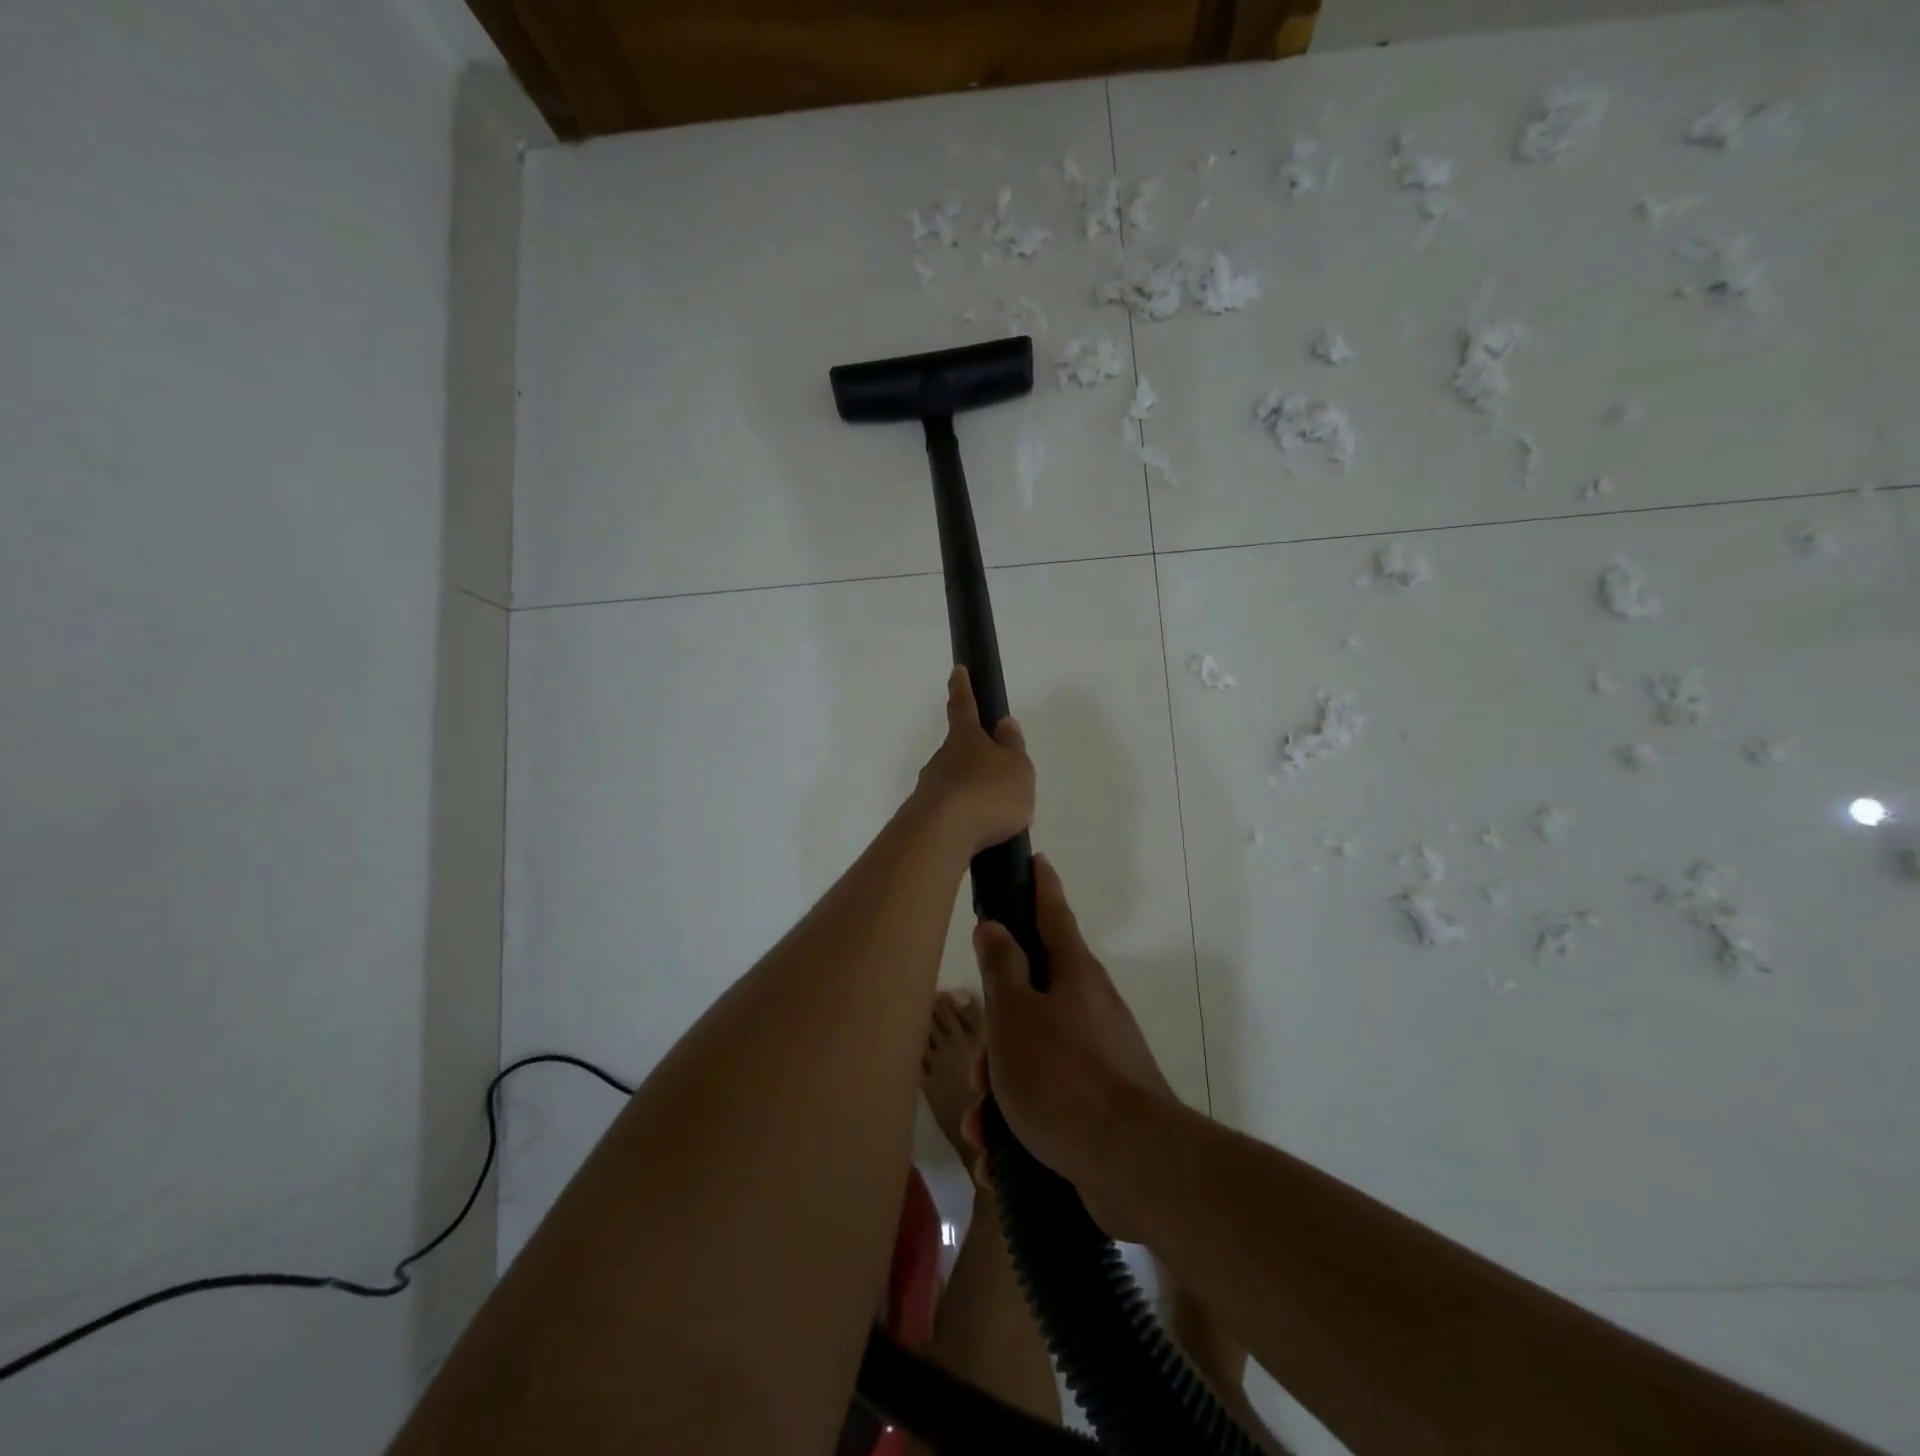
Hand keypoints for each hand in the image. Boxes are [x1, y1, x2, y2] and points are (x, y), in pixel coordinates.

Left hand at [912, 666, 1034, 858]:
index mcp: (966, 738)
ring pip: (954, 782)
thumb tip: (1003, 724)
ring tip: (995, 815)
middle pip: (958, 750)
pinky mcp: (924, 817)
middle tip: (997, 776)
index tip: (957, 669)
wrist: (942, 835)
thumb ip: (1013, 747)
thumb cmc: (988, 793)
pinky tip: (979, 834)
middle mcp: (942, 758)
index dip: (963, 687)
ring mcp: (930, 787)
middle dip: (975, 758)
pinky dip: (965, 817)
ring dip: (971, 792)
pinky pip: (951, 811)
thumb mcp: (1017, 768)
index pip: (964, 705)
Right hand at [965, 855, 1174, 1241]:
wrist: (1133, 1164)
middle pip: (1031, 999)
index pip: (1053, 913)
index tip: (1034, 859)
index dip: (1040, 885)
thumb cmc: (1062, 1075)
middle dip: (996, 1035)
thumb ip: (1002, 968)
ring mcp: (1099, 1055)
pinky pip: (1049, 1101)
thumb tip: (995, 925)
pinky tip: (1000, 1158)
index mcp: (1073, 974)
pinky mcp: (1101, 1103)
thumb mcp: (1016, 1016)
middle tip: (977, 1069)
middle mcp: (1090, 1006)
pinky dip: (1021, 1124)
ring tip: (983, 1128)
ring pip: (1033, 1056)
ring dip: (1001, 1090)